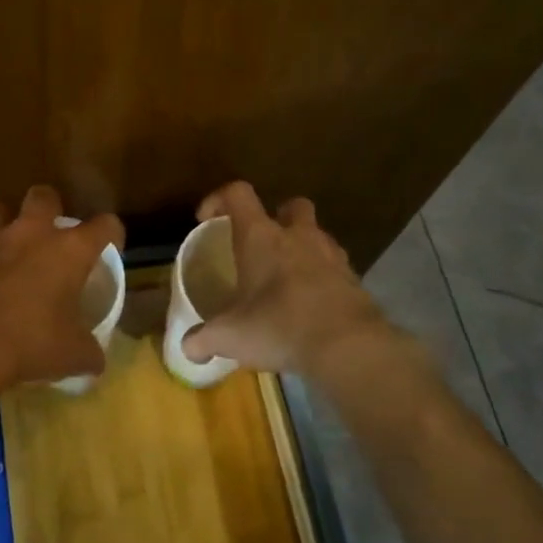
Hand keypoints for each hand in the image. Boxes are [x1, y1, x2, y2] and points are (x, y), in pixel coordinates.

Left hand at [0, 186, 124, 389]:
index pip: (105, 225)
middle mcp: (32, 234)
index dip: (111, 233)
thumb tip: (95, 361)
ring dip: (6, 225)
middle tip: (50, 234)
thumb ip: (89, 351)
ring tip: (10, 250)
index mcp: (69, 250)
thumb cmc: (32, 341)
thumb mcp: (73, 354)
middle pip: (44, 196)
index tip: (110, 246)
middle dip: (49, 208)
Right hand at [181, 182, 393, 376]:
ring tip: (287, 280)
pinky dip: (322, 279)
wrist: (348, 346)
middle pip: (291, 205)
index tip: (206, 220)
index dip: (218, 199)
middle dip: (277, 217)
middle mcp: (298, 236)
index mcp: (261, 237)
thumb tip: (187, 348)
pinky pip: (335, 268)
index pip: (238, 194)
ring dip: (302, 249)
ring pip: (317, 235)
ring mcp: (331, 255)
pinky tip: (311, 305)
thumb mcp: (230, 336)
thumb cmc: (279, 326)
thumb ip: (203, 339)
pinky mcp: (354, 280)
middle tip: (262, 245)